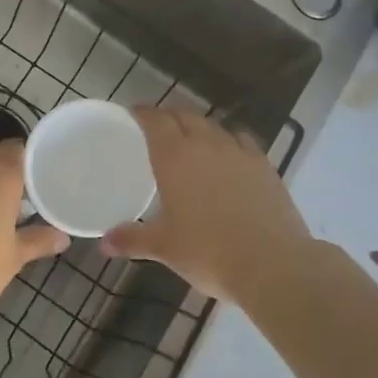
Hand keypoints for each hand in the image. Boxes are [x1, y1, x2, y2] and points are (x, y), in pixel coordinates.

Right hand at [103, 107, 313, 300]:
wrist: (273, 264)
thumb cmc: (209, 252)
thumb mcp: (165, 248)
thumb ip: (132, 239)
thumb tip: (104, 243)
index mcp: (175, 157)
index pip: (155, 119)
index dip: (142, 112)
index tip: (132, 114)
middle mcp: (206, 144)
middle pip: (184, 115)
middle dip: (169, 116)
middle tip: (157, 128)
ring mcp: (239, 152)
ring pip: (214, 125)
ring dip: (199, 126)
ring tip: (192, 140)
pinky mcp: (264, 166)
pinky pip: (242, 140)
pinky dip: (229, 140)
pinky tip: (229, 155)